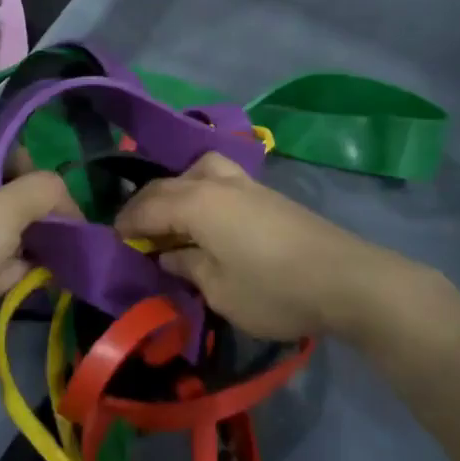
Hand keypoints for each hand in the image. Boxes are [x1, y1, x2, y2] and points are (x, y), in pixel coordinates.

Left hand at [0, 135, 76, 357]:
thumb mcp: (6, 207)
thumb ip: (44, 192)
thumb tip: (67, 200)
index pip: (5, 147)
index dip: (31, 161)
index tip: (52, 187)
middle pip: (17, 189)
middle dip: (47, 206)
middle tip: (74, 227)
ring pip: (18, 229)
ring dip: (45, 239)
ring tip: (77, 252)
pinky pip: (12, 263)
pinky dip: (32, 268)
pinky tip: (58, 276)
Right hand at [113, 154, 395, 342]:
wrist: (345, 277)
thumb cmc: (274, 289)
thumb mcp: (220, 290)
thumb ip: (188, 266)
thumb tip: (169, 255)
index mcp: (197, 202)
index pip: (149, 204)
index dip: (127, 221)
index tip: (114, 238)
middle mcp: (217, 182)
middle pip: (170, 182)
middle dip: (147, 203)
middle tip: (137, 231)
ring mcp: (246, 183)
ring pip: (198, 170)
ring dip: (177, 189)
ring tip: (173, 218)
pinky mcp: (267, 193)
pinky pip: (219, 178)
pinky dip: (200, 190)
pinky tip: (207, 218)